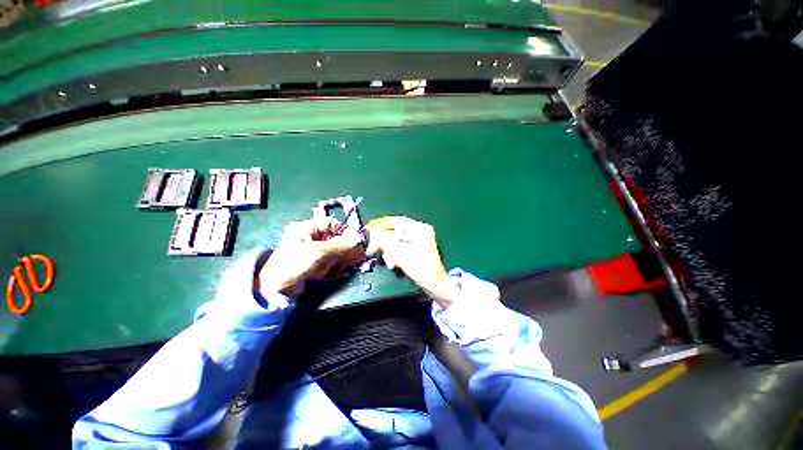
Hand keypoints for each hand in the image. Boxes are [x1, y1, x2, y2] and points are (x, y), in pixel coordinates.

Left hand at [258, 217, 365, 296]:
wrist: (275, 291)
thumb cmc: (293, 266)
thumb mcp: (318, 252)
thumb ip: (342, 244)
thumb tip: (360, 240)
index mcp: (309, 227)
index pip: (337, 225)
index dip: (347, 235)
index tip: (356, 247)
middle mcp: (313, 237)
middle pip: (340, 240)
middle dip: (342, 253)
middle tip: (341, 263)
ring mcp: (315, 251)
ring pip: (339, 253)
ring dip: (337, 263)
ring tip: (326, 271)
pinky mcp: (317, 263)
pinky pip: (334, 263)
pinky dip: (334, 270)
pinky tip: (325, 276)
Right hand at [366, 216, 459, 307]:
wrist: (434, 284)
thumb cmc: (420, 267)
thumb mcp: (399, 251)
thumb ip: (384, 238)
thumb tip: (374, 230)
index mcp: (419, 228)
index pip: (396, 221)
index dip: (381, 224)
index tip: (370, 231)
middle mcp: (420, 232)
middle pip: (395, 232)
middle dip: (385, 244)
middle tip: (375, 251)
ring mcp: (419, 241)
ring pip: (396, 242)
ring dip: (389, 252)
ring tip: (391, 263)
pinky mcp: (417, 250)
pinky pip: (401, 249)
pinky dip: (396, 255)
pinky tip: (396, 264)